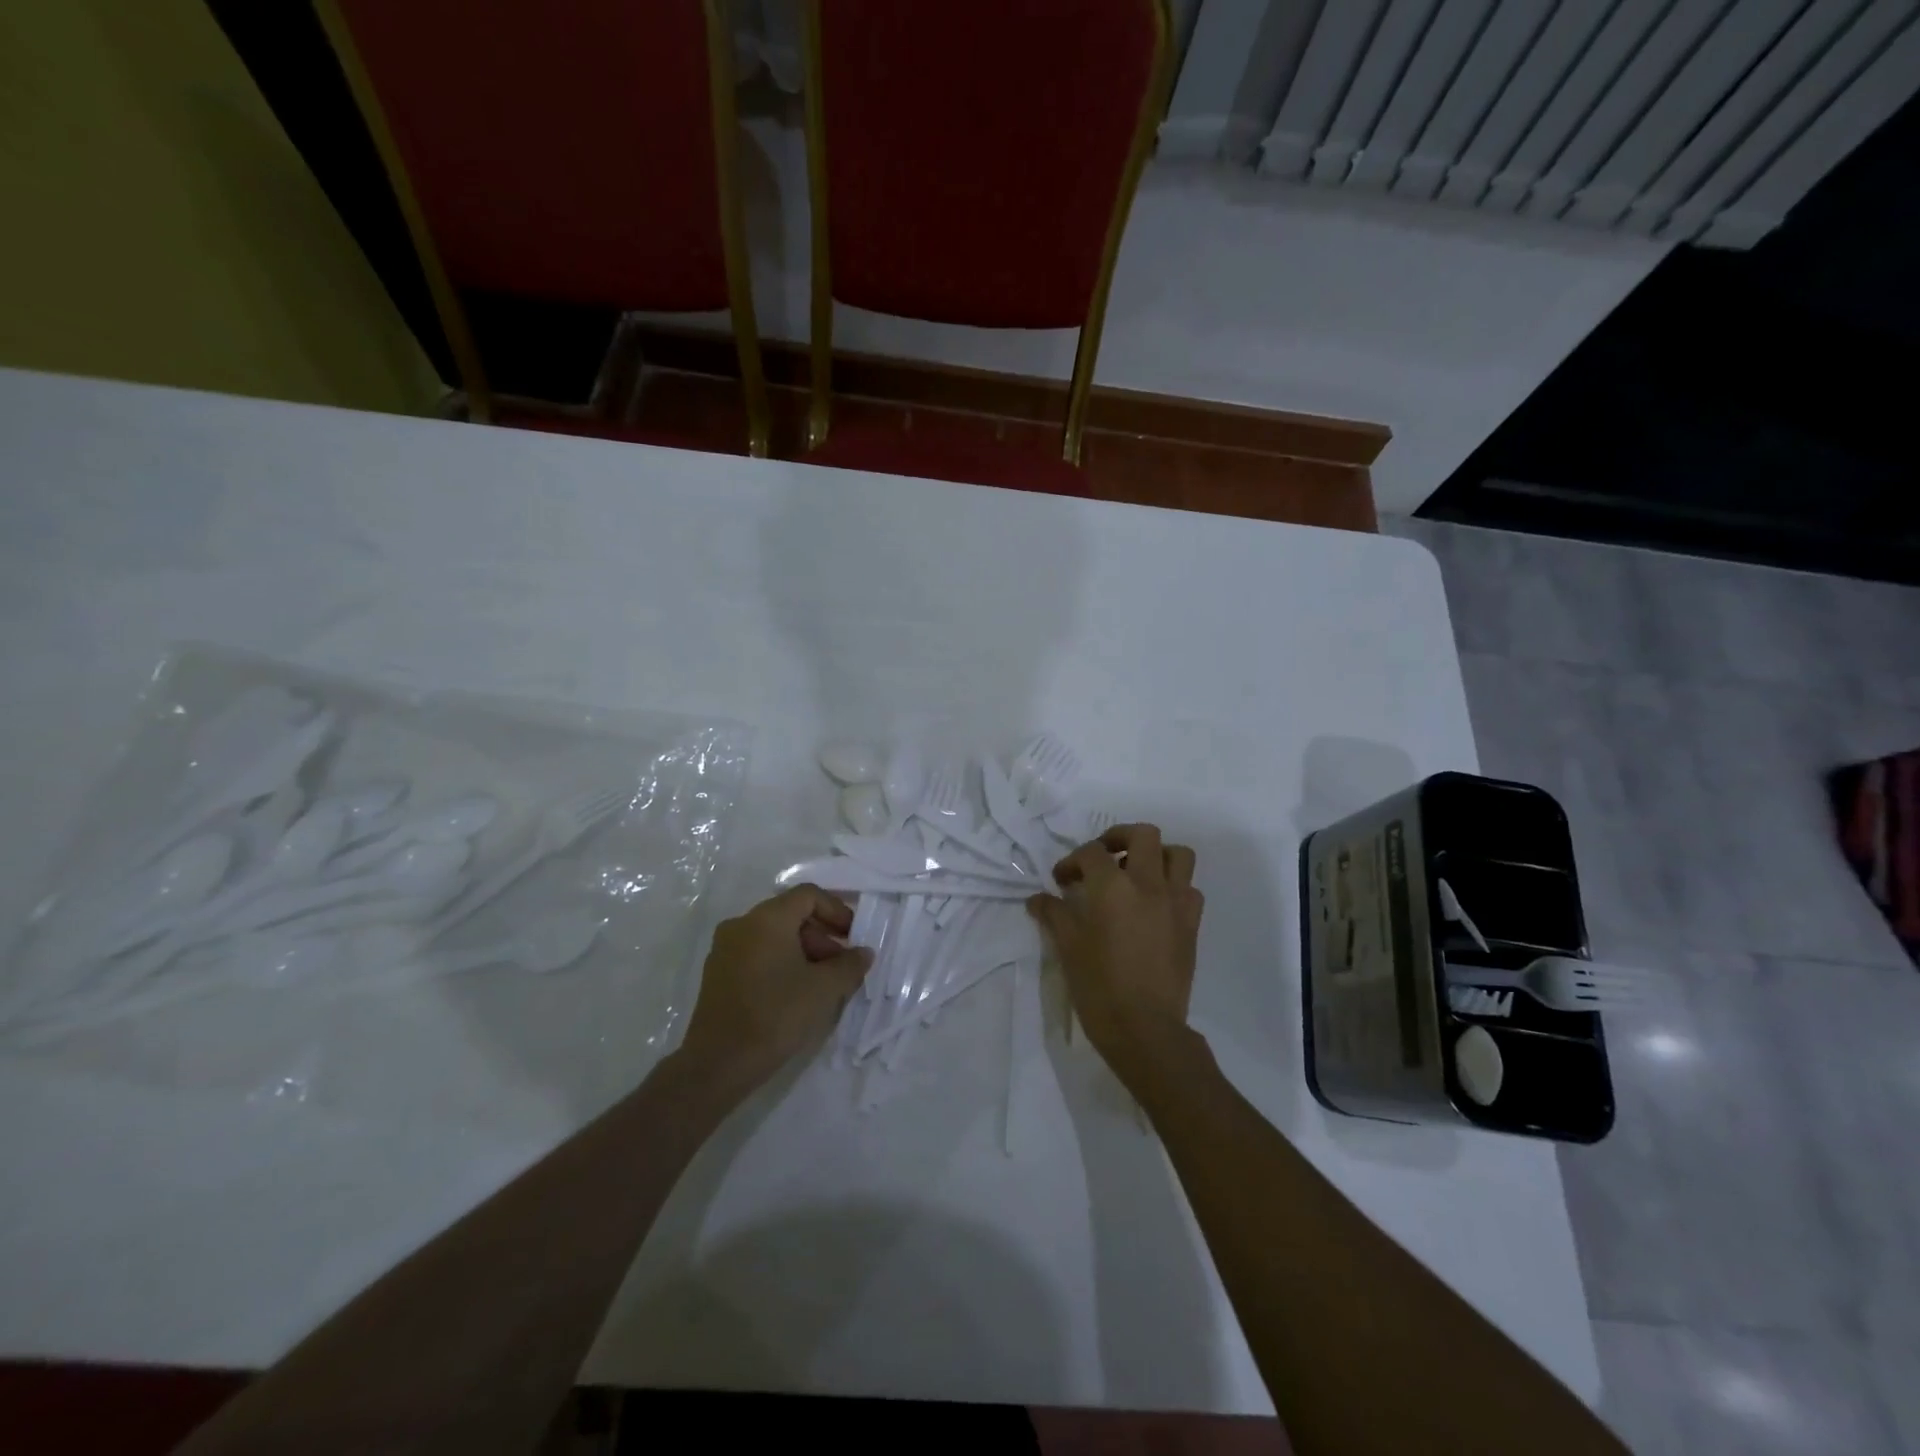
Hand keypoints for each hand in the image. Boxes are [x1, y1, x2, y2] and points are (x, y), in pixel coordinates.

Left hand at [678, 885, 871, 1089]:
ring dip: (803, 951)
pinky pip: (757, 954)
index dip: (837, 910)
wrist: (718, 1064)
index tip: (854, 936)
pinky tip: (795, 994)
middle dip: (822, 936)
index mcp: (767, 919)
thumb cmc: (776, 1015)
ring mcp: (725, 949)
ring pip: (773, 936)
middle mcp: (742, 924)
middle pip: (790, 915)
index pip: (808, 895)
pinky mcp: (717, 973)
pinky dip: (781, 963)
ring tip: (822, 983)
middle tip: (841, 965)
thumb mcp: (825, 989)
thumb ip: (850, 965)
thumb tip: (863, 953)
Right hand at [1027, 823, 1203, 1091]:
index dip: (1072, 862)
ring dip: (1156, 856)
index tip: (1062, 881)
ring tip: (1137, 874)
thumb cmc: (1099, 987)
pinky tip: (1155, 906)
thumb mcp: (1067, 948)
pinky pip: (1190, 889)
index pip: (1091, 853)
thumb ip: (1053, 915)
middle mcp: (1148, 885)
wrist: (1145, 1029)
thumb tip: (1038, 899)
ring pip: (1178, 854)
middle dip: (1119, 838)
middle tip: (1103, 858)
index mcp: (1112, 887)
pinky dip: (1174, 887)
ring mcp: (1175, 903)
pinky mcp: (1192, 924)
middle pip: (1143, 834)